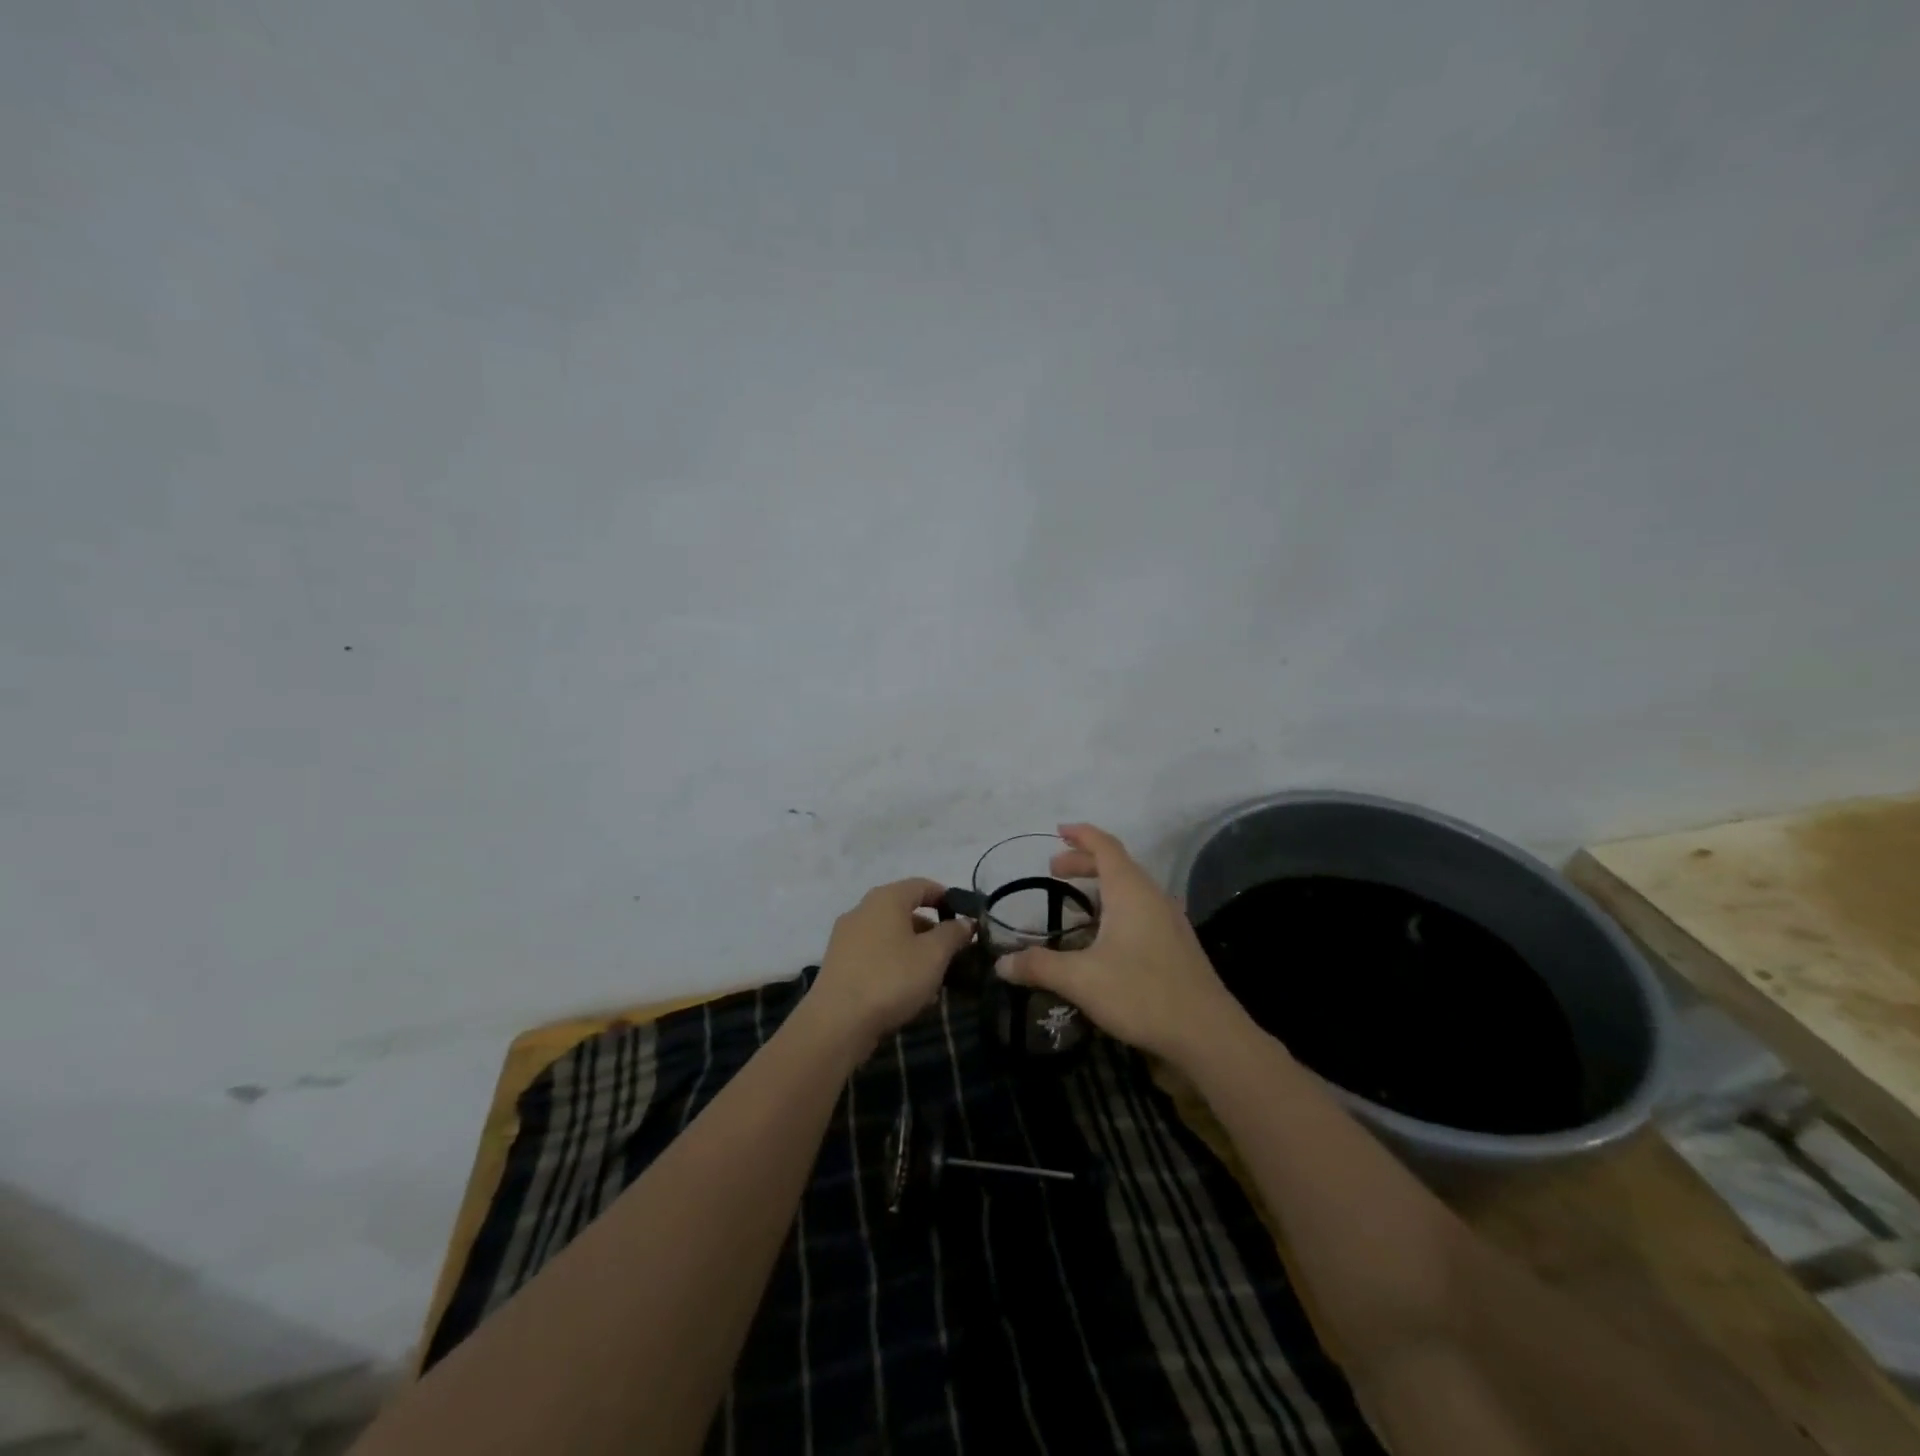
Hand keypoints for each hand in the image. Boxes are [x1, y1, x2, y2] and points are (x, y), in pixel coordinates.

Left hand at [809, 878, 973, 1052]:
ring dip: (915, 950)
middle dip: (932, 930)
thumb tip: (966, 922)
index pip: (924, 885)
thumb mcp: (934, 955)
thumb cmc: (891, 978)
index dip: (948, 899)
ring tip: (935, 978)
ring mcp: (847, 936)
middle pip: (906, 910)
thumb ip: (954, 933)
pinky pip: (875, 954)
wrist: (837, 1023)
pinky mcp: (839, 963)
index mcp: (886, 898)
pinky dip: (895, 964)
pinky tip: (908, 992)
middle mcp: (863, 909)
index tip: (967, 921)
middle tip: (954, 953)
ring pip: (891, 935)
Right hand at [997, 823, 1245, 1065]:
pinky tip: (1104, 938)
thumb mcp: (1081, 980)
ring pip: (1131, 888)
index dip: (1081, 834)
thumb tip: (1000, 964)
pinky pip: (1141, 909)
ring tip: (1075, 905)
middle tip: (1053, 871)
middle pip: (1117, 865)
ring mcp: (1169, 920)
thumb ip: (1039, 967)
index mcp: (1131, 891)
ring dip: (1101, 887)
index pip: (1105, 846)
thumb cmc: (1142, 994)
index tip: (1058, 830)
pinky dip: (1116, 907)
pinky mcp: (1177, 944)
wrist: (1208, 1034)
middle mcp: (1153, 896)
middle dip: (1084, 862)